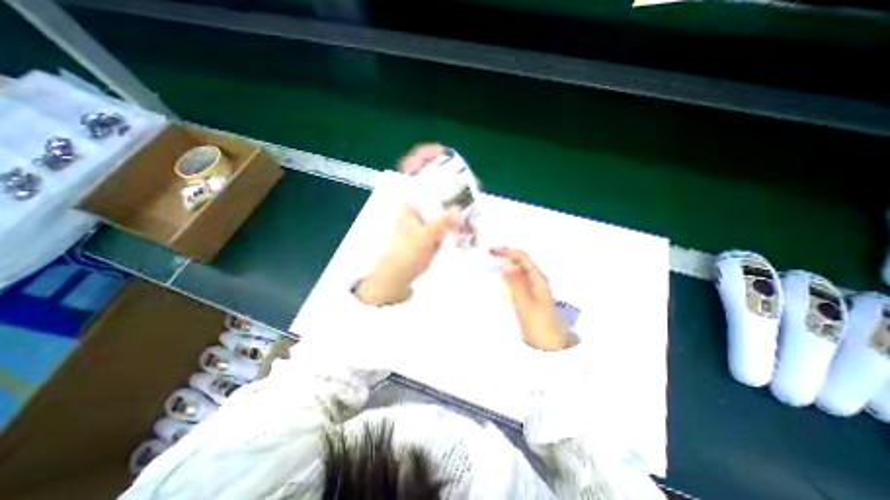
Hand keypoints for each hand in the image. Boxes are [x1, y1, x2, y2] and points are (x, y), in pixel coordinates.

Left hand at [357, 143, 454, 303]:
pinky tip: (470, 214)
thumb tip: (460, 212)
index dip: (424, 156)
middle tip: (468, 179)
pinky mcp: (434, 224)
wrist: (403, 270)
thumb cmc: (406, 251)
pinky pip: (448, 212)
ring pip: (443, 197)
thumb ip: (441, 224)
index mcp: (409, 199)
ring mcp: (427, 213)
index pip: (413, 169)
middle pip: (433, 180)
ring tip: (473, 195)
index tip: (441, 151)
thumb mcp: (423, 237)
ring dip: (457, 195)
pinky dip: (458, 211)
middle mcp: (418, 202)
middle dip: (450, 175)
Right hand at [490, 247, 565, 348]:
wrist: (547, 346)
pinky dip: (506, 279)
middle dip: (505, 257)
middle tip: (489, 256)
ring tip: (491, 267)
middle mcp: (536, 281)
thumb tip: (504, 262)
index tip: (491, 252)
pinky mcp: (527, 298)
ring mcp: (532, 290)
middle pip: (520, 263)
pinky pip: (516, 283)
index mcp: (538, 278)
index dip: (507, 252)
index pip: (522, 258)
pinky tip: (499, 283)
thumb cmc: (537, 323)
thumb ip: (514, 281)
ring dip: (505, 268)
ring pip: (517, 273)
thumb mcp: (524, 301)